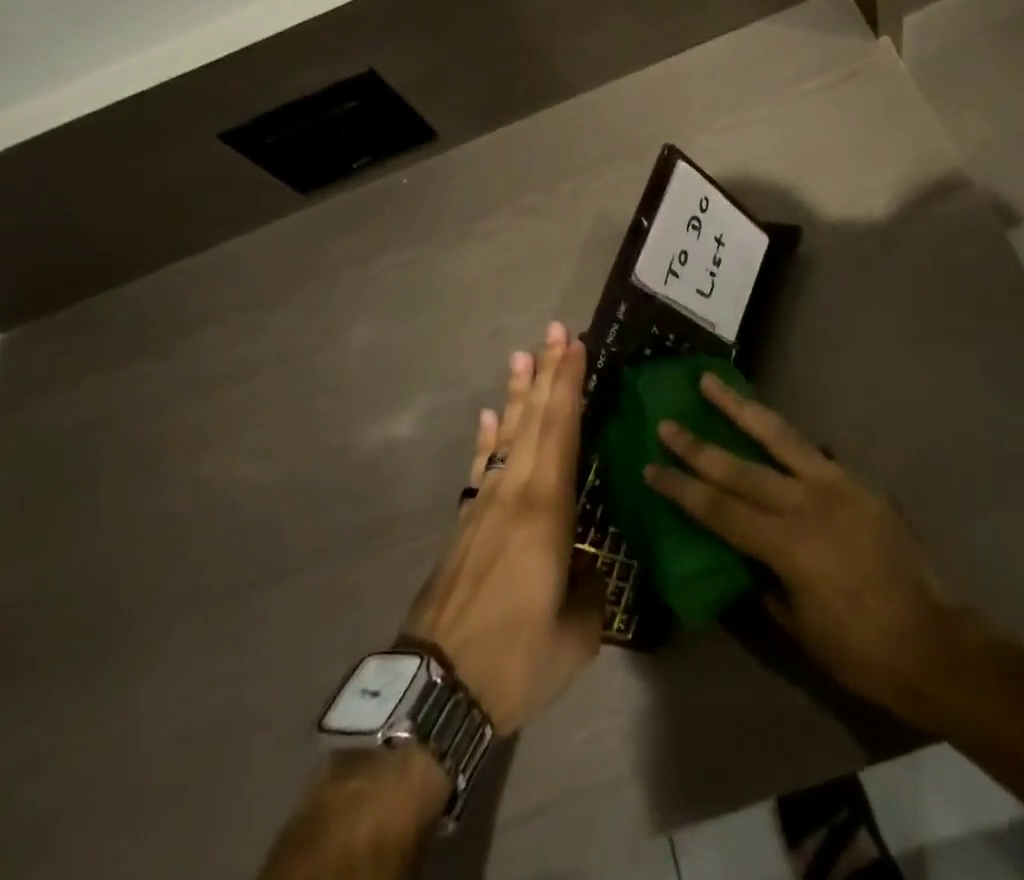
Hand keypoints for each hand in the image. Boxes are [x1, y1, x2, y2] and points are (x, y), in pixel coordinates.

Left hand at [403, 323, 601, 735]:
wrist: (433, 692)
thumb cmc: (514, 660)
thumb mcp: (576, 636)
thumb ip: (590, 590)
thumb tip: (589, 566)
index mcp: (545, 511)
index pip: (561, 431)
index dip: (568, 385)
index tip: (575, 346)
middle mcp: (513, 494)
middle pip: (533, 420)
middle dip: (546, 373)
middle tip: (556, 331)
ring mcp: (483, 506)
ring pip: (506, 435)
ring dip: (517, 393)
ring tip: (523, 355)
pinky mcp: (465, 524)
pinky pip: (481, 465)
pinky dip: (488, 436)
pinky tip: (490, 416)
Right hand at [643, 373, 973, 720]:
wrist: (934, 642)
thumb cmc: (860, 650)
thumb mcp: (798, 626)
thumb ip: (764, 581)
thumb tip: (740, 554)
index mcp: (786, 544)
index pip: (719, 509)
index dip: (682, 487)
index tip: (651, 466)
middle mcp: (806, 504)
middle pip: (740, 467)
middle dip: (698, 444)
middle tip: (667, 421)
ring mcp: (836, 486)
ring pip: (779, 436)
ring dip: (741, 408)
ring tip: (713, 382)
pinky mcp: (859, 483)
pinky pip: (813, 452)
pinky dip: (785, 436)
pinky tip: (770, 426)